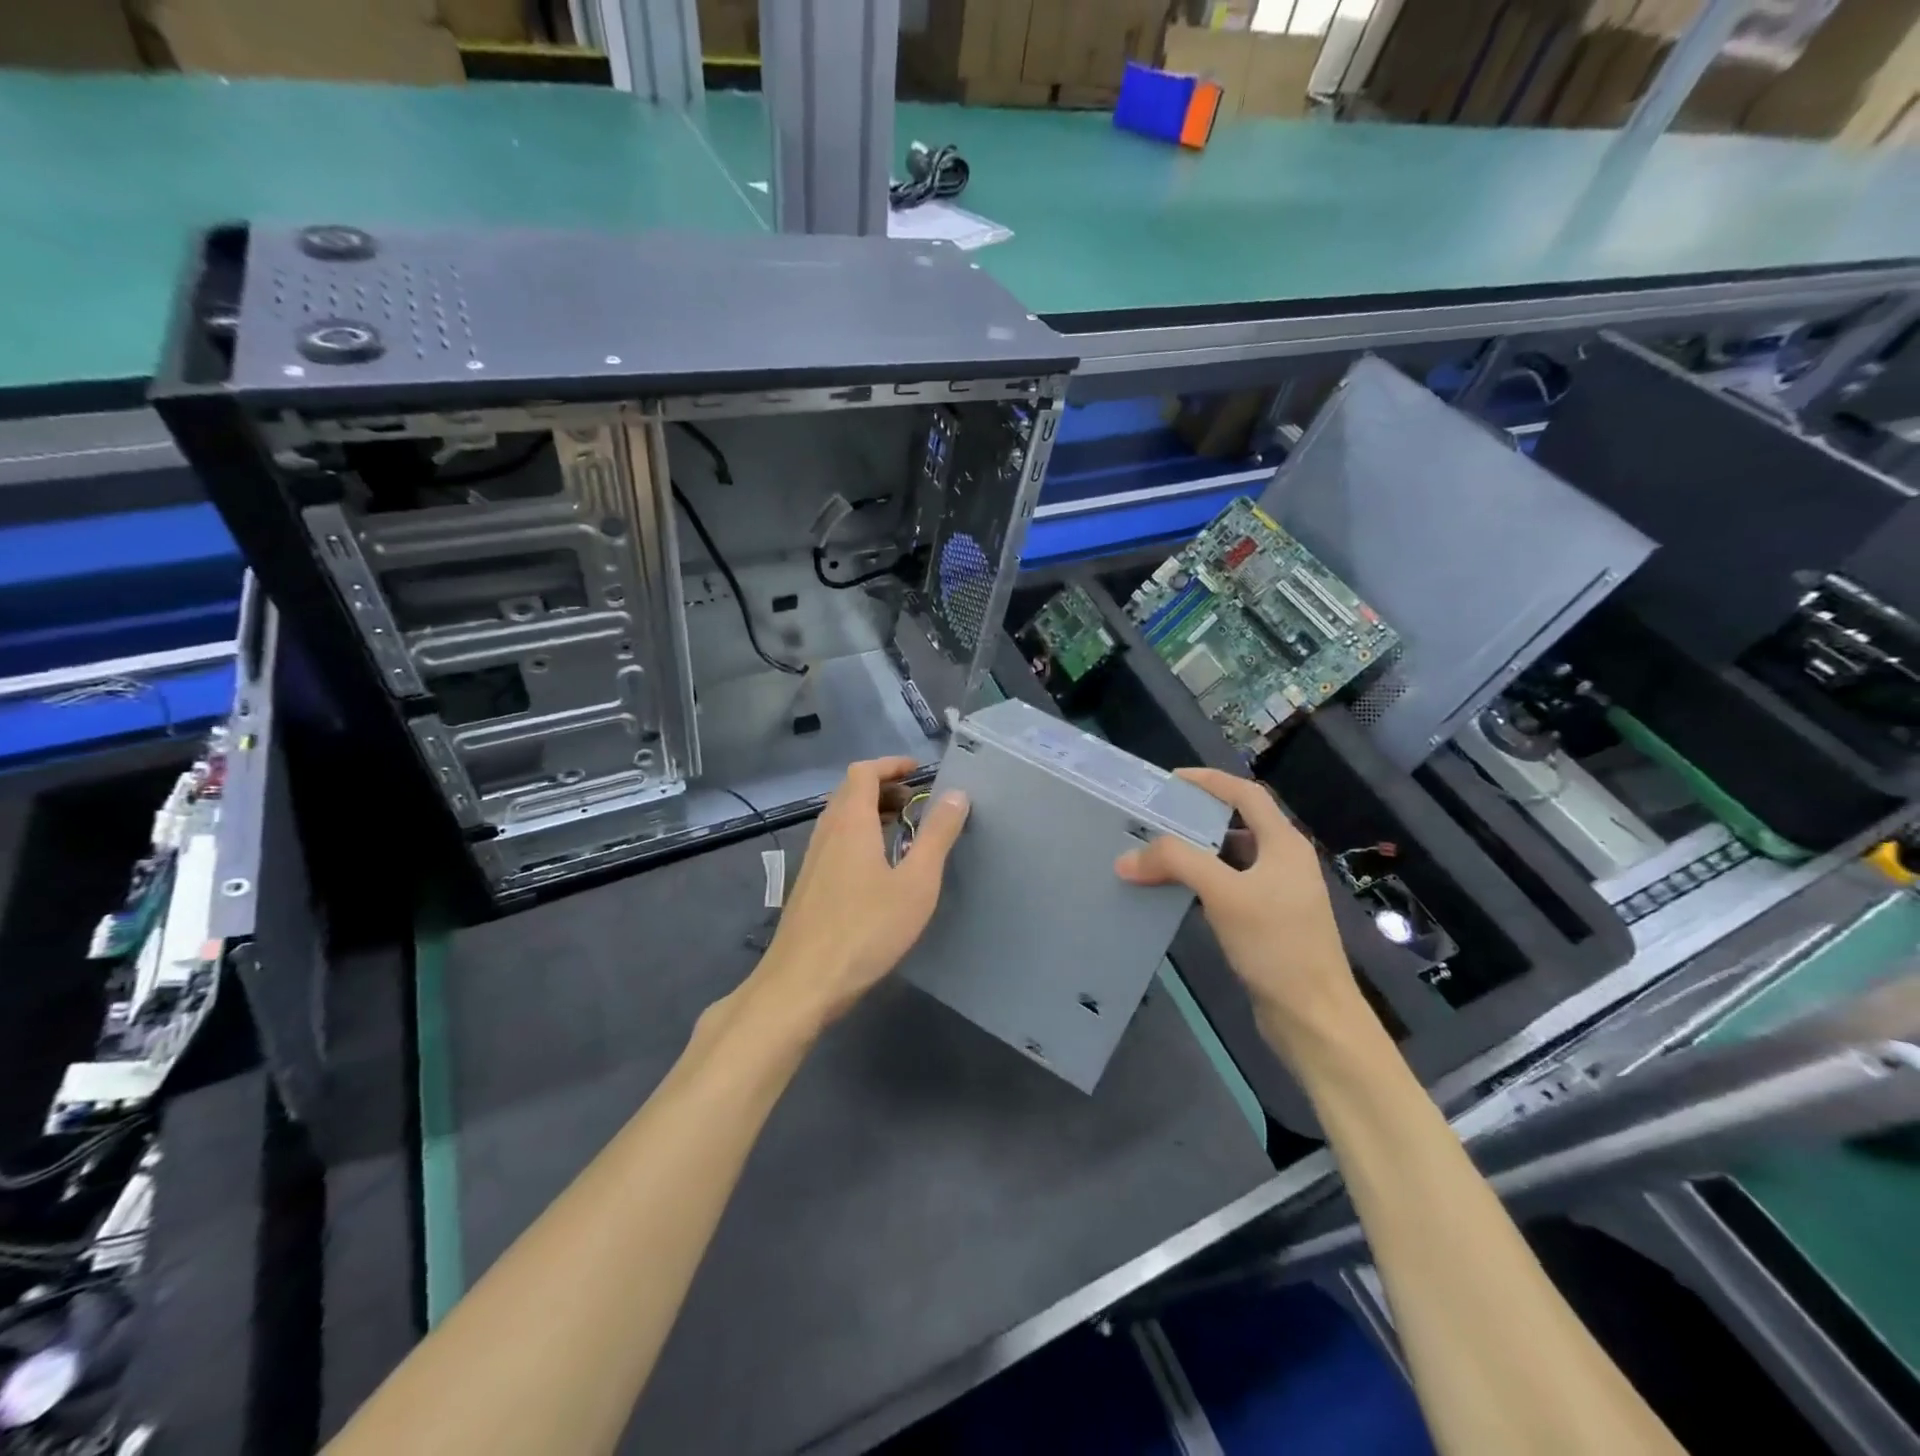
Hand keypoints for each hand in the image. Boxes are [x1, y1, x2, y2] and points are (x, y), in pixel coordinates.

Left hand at [746, 756, 968, 1032]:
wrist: (802, 983)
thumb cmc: (866, 930)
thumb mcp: (916, 883)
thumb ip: (937, 835)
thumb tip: (956, 794)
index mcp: (851, 822)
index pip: (864, 772)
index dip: (891, 764)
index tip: (919, 770)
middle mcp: (827, 831)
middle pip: (850, 791)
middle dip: (884, 787)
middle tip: (917, 802)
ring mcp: (813, 859)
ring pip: (841, 818)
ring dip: (871, 812)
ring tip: (903, 830)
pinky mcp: (808, 884)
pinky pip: (835, 842)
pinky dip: (859, 835)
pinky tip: (878, 867)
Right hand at [1115, 767, 1368, 1059]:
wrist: (1313, 1016)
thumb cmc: (1276, 945)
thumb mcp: (1224, 893)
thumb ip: (1176, 864)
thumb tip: (1126, 858)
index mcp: (1284, 844)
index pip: (1246, 794)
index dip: (1209, 781)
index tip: (1170, 781)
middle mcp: (1284, 861)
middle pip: (1237, 824)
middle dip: (1196, 818)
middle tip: (1155, 819)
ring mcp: (1279, 893)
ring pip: (1231, 858)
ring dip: (1197, 853)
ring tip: (1157, 853)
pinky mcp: (1268, 921)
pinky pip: (1229, 887)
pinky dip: (1202, 882)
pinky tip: (1176, 893)